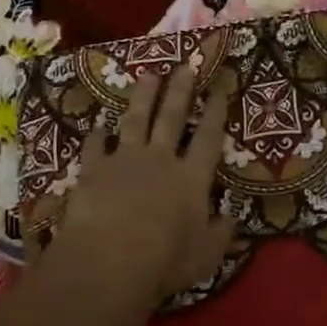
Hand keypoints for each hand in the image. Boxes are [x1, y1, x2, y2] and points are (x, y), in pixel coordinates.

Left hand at [50, 64, 237, 309]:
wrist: (110, 258)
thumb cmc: (165, 261)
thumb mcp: (206, 256)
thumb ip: (220, 233)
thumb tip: (232, 216)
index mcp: (191, 178)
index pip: (208, 137)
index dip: (215, 111)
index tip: (218, 87)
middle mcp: (160, 159)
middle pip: (172, 117)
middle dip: (180, 89)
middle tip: (185, 64)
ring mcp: (125, 159)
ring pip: (135, 119)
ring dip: (143, 96)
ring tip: (148, 74)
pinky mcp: (94, 168)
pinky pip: (95, 145)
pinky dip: (97, 135)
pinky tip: (98, 125)